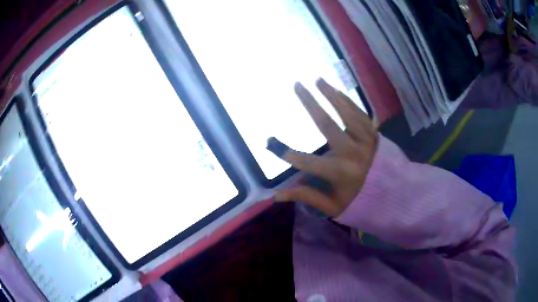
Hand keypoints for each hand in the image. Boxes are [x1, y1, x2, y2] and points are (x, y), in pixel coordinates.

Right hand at [267, 78, 377, 216]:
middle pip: (328, 125)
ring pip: (346, 113)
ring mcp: (366, 140)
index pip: (310, 163)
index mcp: (342, 174)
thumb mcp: (332, 206)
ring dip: (331, 95)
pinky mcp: (373, 133)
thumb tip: (276, 195)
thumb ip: (307, 196)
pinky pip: (359, 113)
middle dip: (310, 104)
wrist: (391, 191)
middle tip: (297, 85)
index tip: (272, 143)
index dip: (291, 154)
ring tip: (318, 80)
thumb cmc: (358, 199)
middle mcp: (354, 154)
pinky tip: (336, 90)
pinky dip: (347, 100)